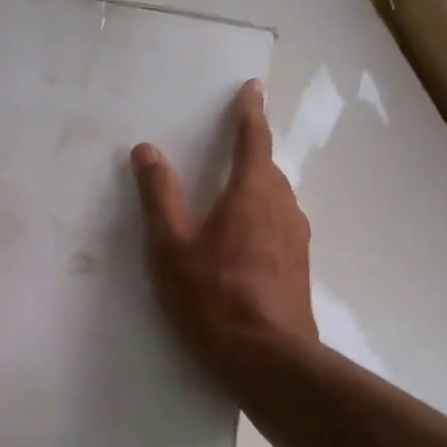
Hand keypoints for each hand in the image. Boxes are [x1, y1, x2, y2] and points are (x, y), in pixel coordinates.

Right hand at [131, 80, 315, 379]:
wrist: (268, 358)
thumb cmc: (212, 295)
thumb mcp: (171, 245)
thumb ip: (159, 195)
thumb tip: (147, 149)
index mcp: (252, 192)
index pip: (253, 139)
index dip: (250, 112)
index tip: (252, 88)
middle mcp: (283, 207)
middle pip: (268, 169)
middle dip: (251, 153)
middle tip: (231, 146)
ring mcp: (297, 238)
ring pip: (277, 199)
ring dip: (258, 188)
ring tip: (233, 195)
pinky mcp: (300, 266)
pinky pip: (280, 226)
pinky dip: (263, 218)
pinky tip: (245, 243)